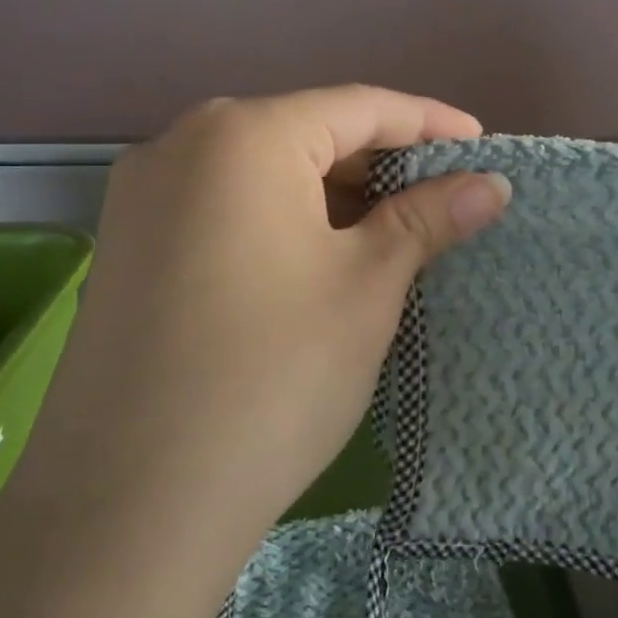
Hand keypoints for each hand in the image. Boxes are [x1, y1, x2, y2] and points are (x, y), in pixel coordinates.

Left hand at [12, 86, 511, 551]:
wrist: (127, 509)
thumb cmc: (273, 375)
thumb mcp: (367, 286)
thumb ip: (429, 218)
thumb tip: (491, 183)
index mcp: (243, 135)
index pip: (359, 108)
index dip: (429, 123)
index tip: (482, 146)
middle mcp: (181, 145)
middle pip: (306, 134)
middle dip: (380, 163)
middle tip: (443, 198)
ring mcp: (142, 197)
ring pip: (263, 172)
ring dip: (332, 195)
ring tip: (392, 232)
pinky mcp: (126, 247)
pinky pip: (224, 207)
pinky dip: (282, 220)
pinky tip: (319, 259)